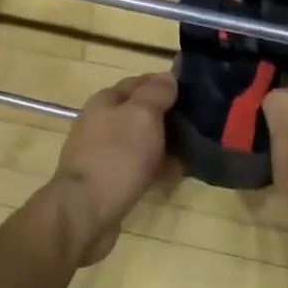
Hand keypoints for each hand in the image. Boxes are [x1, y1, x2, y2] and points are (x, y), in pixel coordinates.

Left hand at [40, 71, 177, 265]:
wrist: (86, 211)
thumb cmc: (116, 156)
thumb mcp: (141, 115)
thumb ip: (156, 93)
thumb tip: (167, 77)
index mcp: (105, 101)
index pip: (139, 83)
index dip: (166, 85)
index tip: (196, 93)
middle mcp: (101, 123)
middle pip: (140, 114)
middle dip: (168, 118)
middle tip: (201, 126)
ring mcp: (103, 153)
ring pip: (140, 142)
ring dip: (165, 146)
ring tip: (195, 152)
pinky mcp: (108, 181)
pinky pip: (138, 168)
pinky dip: (156, 169)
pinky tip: (176, 176)